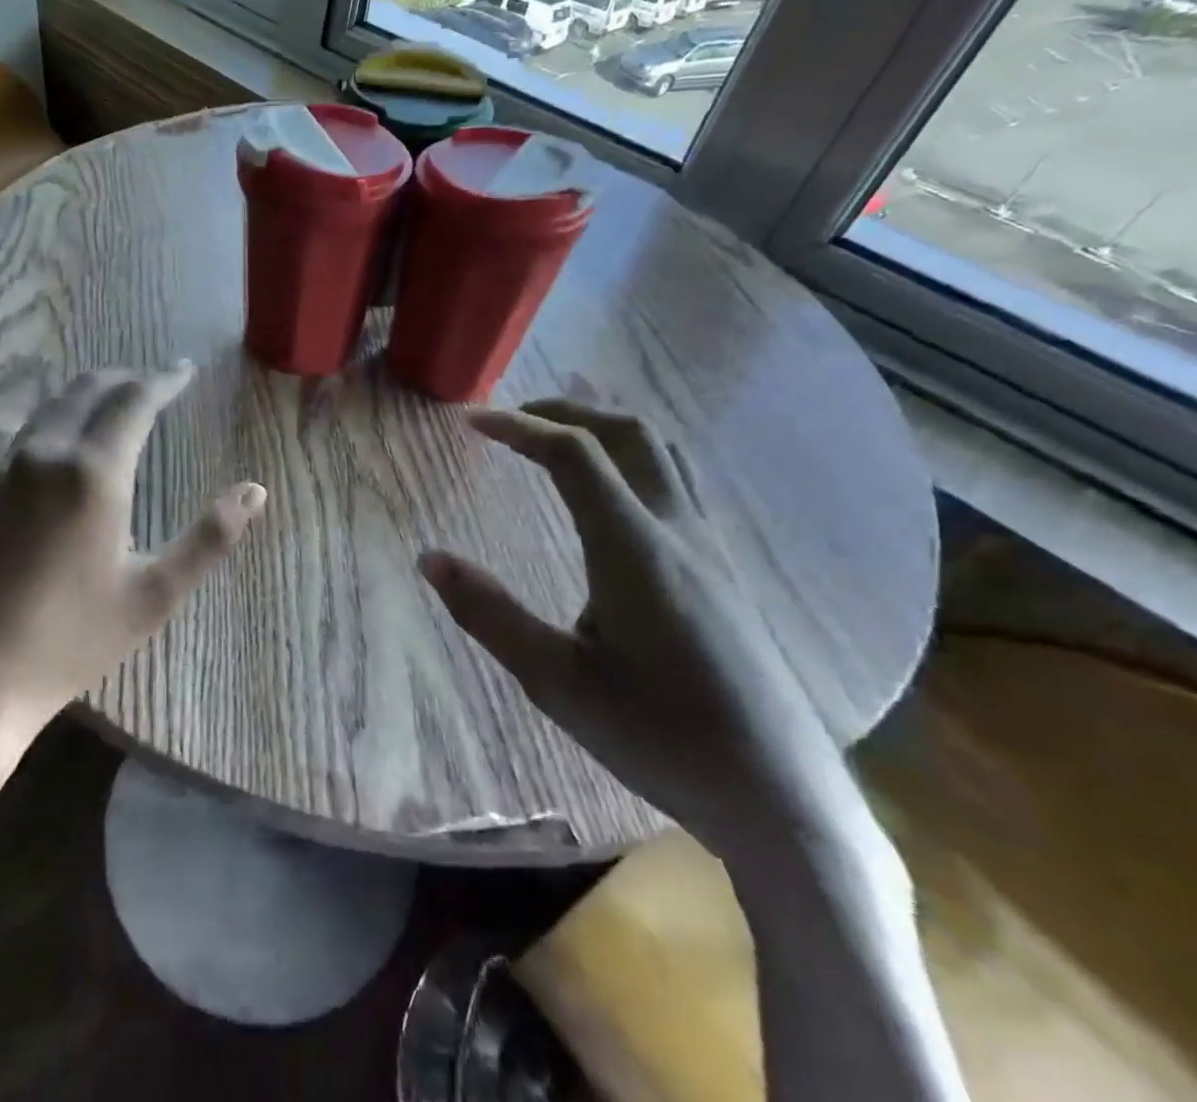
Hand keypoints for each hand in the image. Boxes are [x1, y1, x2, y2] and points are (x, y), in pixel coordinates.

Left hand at [0, 365, 266, 747]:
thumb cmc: (71, 639)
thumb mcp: (154, 595)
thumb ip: (209, 537)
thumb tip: (255, 491)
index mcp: (94, 472)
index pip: (135, 400)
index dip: (164, 380)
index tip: (184, 369)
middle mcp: (43, 453)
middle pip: (86, 390)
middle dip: (123, 379)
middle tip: (150, 383)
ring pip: (45, 410)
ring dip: (81, 399)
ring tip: (104, 409)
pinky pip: (10, 440)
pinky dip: (41, 430)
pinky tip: (45, 453)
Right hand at [420, 399, 845, 861]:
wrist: (781, 799)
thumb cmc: (661, 739)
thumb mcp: (556, 682)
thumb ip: (489, 614)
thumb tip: (429, 558)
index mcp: (634, 549)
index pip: (575, 453)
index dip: (520, 426)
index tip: (472, 422)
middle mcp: (678, 531)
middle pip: (630, 432)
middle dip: (567, 410)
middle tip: (514, 418)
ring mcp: (710, 548)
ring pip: (663, 453)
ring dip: (606, 427)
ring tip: (558, 436)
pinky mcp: (725, 572)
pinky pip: (679, 482)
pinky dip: (633, 458)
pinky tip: (611, 495)